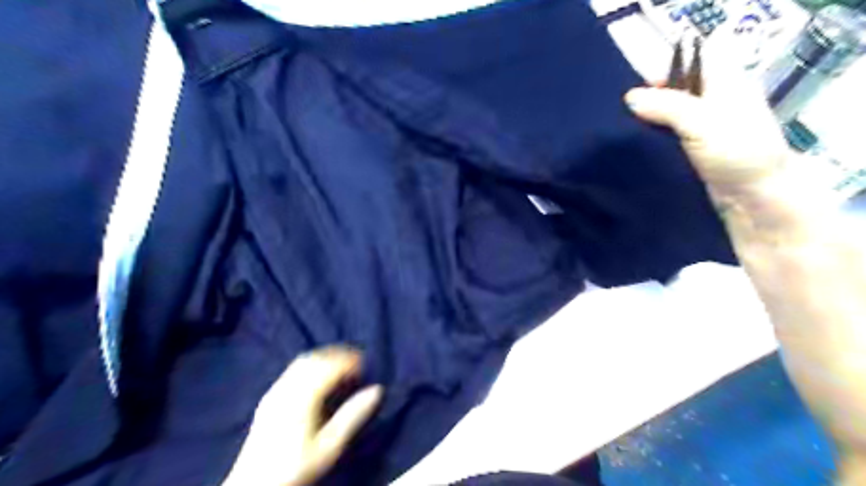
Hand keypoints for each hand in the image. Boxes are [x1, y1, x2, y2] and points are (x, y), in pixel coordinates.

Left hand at [222, 346, 381, 485]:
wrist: (254, 484)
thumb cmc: (297, 466)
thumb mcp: (330, 445)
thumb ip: (353, 415)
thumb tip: (377, 390)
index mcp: (303, 397)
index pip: (329, 366)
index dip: (349, 361)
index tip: (364, 364)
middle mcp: (287, 387)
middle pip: (315, 358)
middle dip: (338, 355)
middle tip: (356, 361)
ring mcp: (275, 391)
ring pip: (302, 361)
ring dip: (324, 357)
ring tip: (340, 365)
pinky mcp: (269, 397)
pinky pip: (292, 369)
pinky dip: (311, 364)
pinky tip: (318, 376)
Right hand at [623, 34, 789, 206]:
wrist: (753, 197)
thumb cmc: (736, 152)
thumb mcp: (701, 123)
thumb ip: (666, 106)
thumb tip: (629, 97)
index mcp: (727, 83)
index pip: (693, 62)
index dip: (664, 71)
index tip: (636, 93)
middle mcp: (717, 101)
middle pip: (678, 89)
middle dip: (651, 99)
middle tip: (624, 114)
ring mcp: (707, 127)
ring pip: (671, 115)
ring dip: (650, 121)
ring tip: (625, 130)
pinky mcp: (696, 150)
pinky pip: (670, 136)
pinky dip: (655, 138)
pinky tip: (638, 145)